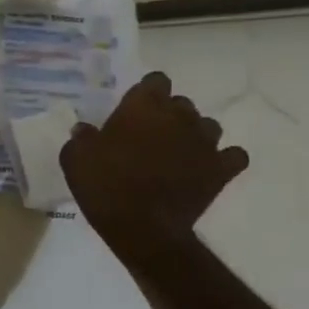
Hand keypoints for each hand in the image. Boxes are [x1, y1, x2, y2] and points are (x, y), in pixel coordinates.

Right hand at [61, 71, 248, 259]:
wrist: (142, 228)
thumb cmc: (105, 186)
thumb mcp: (75, 158)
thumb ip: (82, 137)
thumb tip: (85, 129)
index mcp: (144, 105)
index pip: (156, 80)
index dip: (146, 94)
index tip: (133, 112)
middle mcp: (179, 115)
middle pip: (181, 103)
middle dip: (169, 116)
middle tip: (150, 138)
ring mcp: (205, 142)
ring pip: (207, 126)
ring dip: (194, 135)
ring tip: (178, 154)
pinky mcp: (221, 169)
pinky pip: (233, 155)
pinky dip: (223, 160)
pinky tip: (207, 168)